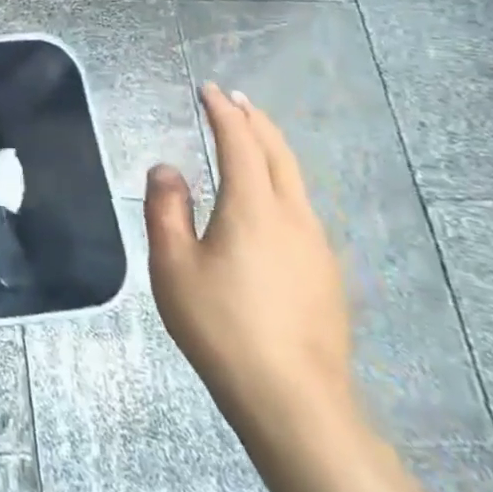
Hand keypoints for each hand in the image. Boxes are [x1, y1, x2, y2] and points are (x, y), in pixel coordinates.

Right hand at [145, 84, 354, 439]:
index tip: (208, 90)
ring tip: (252, 138)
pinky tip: (270, 201)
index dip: (224, 112)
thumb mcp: (172, 265)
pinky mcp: (326, 275)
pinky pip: (302, 209)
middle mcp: (293, 217)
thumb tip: (168, 169)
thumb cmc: (221, 326)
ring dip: (273, 150)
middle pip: (279, 154)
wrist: (294, 401)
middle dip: (256, 121)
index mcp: (253, 207)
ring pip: (296, 181)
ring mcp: (316, 247)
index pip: (240, 143)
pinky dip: (282, 182)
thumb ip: (166, 209)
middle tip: (235, 100)